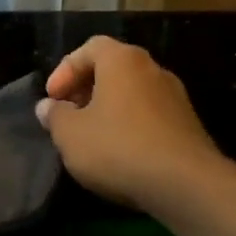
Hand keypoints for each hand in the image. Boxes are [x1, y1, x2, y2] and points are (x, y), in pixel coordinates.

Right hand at [35, 36, 229, 216]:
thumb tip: (48, 106)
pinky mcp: (188, 125)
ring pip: (131, 93)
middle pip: (112, 69)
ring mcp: (175, 97)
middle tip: (68, 114)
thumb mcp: (70, 134)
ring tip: (89, 136)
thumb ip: (55, 116)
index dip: (65, 70)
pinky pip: (149, 115)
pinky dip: (128, 125)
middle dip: (85, 89)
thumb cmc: (119, 148)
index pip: (89, 48)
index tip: (53, 98)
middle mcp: (152, 70)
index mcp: (123, 61)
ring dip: (107, 108)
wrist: (187, 186)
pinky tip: (118, 152)